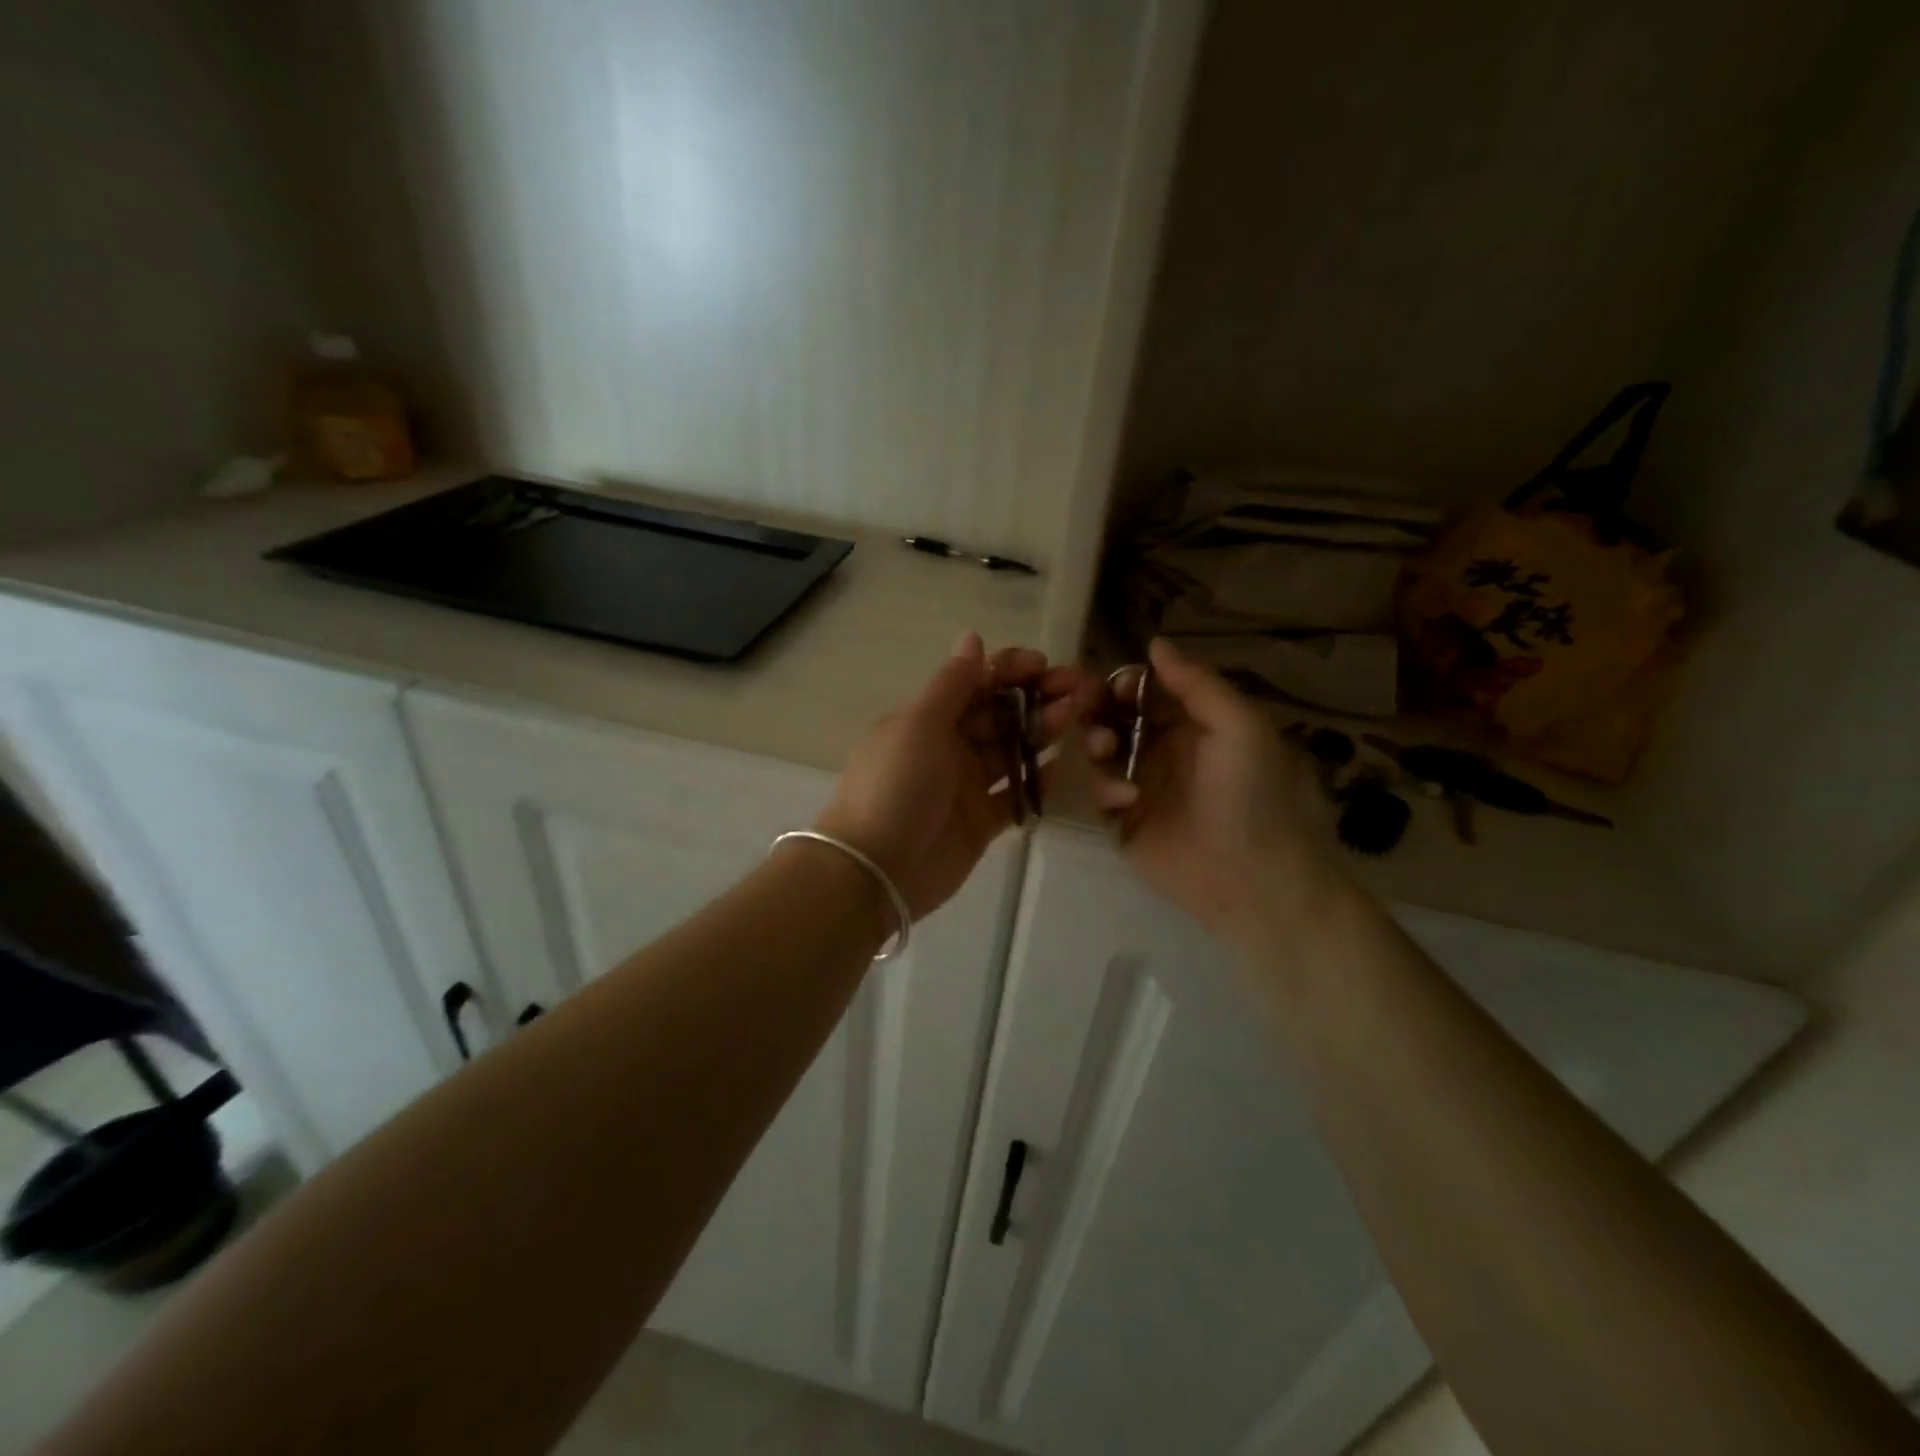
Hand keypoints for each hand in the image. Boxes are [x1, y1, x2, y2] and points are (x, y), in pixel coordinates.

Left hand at [816, 633, 1092, 919]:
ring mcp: (967, 785)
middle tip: (1078, 689)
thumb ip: (952, 684)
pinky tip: (1069, 764)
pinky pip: (1018, 794)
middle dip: (1037, 698)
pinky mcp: (983, 821)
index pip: (975, 683)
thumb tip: (971, 635)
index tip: (1043, 665)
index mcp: (928, 718)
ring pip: (1013, 750)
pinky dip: (1041, 780)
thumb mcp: (919, 724)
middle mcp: (949, 746)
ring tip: (1080, 717)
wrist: (877, 870)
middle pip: (1000, 714)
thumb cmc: (895, 786)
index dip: (1009, 671)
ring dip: (1044, 731)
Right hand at [1084, 637, 1347, 949]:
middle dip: (1100, 710)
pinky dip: (1103, 789)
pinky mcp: (1124, 823)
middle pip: (1117, 717)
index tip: (1110, 685)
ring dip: (1096, 743)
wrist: (1254, 881)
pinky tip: (1124, 800)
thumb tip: (1155, 643)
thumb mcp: (1240, 726)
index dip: (1126, 682)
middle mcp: (1165, 750)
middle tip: (1088, 711)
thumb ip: (1197, 683)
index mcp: (1196, 724)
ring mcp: (1143, 786)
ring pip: (1100, 752)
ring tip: (1105, 751)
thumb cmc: (1253, 795)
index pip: (1149, 691)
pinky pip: (1098, 793)